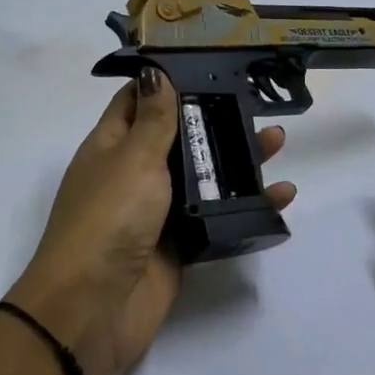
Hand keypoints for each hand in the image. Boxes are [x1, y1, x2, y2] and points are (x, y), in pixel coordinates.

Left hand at [8, 69, 295, 374]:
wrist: (94, 309)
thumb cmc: (109, 218)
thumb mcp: (133, 158)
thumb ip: (153, 118)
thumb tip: (154, 72)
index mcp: (111, 146)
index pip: (138, 101)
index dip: (167, 82)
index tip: (206, 65)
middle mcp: (133, 173)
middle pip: (179, 137)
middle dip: (215, 120)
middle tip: (256, 105)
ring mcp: (157, 211)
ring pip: (203, 176)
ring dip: (238, 160)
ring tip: (276, 142)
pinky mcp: (179, 245)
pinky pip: (216, 217)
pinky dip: (246, 206)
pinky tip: (280, 197)